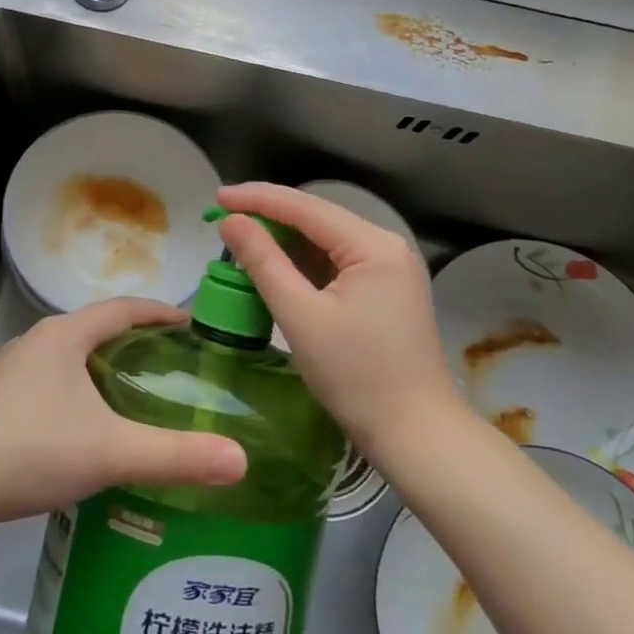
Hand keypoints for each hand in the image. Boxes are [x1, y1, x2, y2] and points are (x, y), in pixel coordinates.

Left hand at [0, 298, 247, 529]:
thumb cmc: (29, 450)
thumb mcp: (109, 452)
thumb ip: (175, 455)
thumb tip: (241, 461)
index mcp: (63, 336)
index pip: (122, 308)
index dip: (159, 312)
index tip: (191, 323)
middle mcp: (32, 342)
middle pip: (92, 331)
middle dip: (130, 344)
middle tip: (167, 368)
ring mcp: (2, 370)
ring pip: (62, 360)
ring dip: (95, 371)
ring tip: (125, 401)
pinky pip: (38, 386)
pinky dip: (66, 396)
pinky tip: (72, 433)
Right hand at [215, 183, 476, 464]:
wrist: (417, 436)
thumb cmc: (356, 376)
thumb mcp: (300, 316)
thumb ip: (263, 262)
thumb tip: (231, 221)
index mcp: (372, 245)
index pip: (305, 207)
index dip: (257, 198)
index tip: (217, 197)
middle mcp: (386, 246)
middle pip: (317, 219)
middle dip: (269, 217)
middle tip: (223, 218)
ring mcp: (389, 269)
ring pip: (325, 241)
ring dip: (284, 241)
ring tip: (240, 240)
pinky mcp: (385, 291)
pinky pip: (335, 264)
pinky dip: (302, 264)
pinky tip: (274, 267)